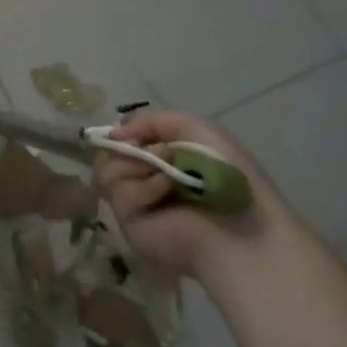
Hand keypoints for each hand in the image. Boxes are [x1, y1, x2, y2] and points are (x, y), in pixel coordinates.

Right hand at [94, 110, 278, 278]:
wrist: (240, 226)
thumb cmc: (226, 174)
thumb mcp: (194, 128)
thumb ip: (151, 120)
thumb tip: (113, 132)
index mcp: (159, 158)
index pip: (120, 139)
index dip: (122, 132)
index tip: (129, 132)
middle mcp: (142, 179)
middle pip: (106, 153)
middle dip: (126, 147)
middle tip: (149, 152)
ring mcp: (133, 203)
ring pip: (105, 170)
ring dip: (136, 164)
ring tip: (167, 175)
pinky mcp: (128, 224)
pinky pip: (119, 193)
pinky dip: (143, 186)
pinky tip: (166, 192)